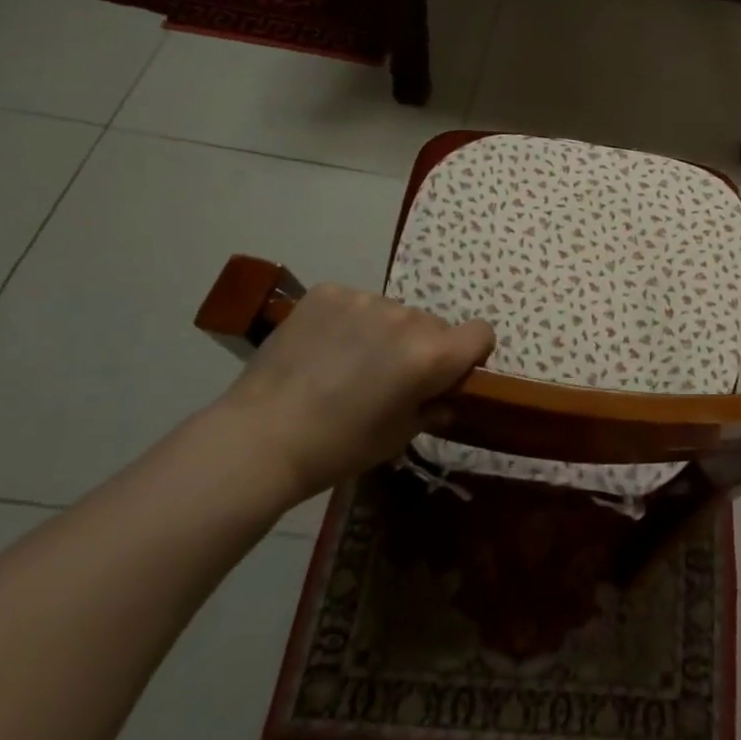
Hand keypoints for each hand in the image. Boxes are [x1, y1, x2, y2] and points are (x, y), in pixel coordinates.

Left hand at [220, 284, 493, 499]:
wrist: (260, 438)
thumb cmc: (338, 447)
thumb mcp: (398, 438)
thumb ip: (432, 408)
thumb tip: (444, 397)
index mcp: (431, 354)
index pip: (481, 333)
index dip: (470, 354)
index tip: (447, 375)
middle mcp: (407, 317)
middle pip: (433, 325)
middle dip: (421, 347)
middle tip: (387, 380)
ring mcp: (365, 299)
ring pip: (393, 313)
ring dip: (384, 333)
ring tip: (347, 365)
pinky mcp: (328, 292)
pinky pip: (356, 302)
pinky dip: (349, 321)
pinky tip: (323, 349)